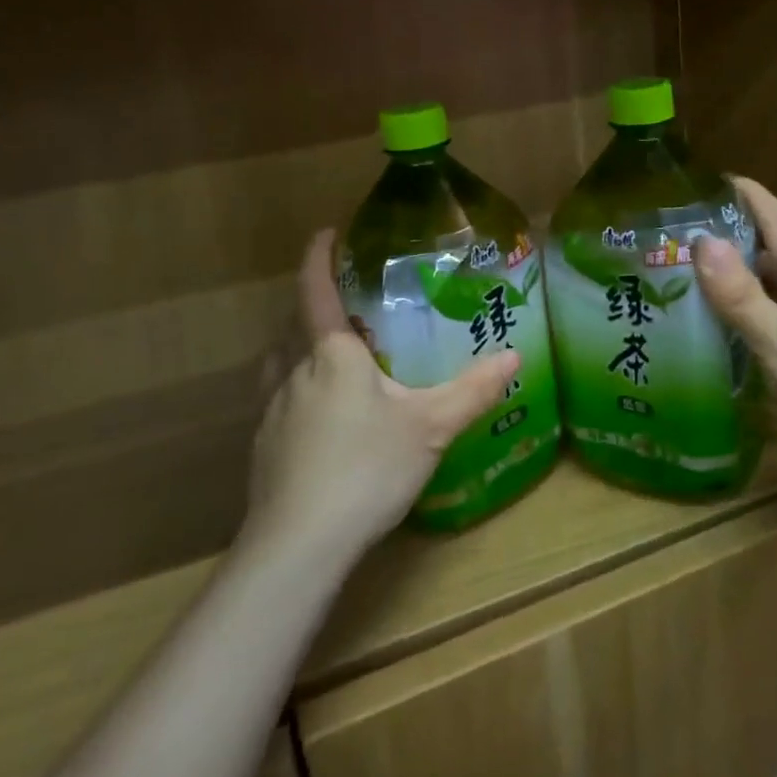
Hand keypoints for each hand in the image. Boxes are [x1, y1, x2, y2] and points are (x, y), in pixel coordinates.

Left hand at [245, 230, 519, 560]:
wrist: (299, 543)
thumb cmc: (367, 468)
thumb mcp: (431, 427)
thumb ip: (473, 390)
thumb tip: (514, 357)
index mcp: (332, 355)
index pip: (316, 291)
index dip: (318, 258)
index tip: (325, 233)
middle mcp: (294, 372)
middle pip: (296, 327)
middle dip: (315, 309)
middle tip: (347, 310)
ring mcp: (272, 411)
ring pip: (281, 365)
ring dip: (299, 351)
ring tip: (329, 360)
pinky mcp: (262, 447)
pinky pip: (277, 402)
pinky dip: (296, 394)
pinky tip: (319, 423)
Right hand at [694, 178, 776, 481]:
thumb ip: (742, 297)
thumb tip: (701, 240)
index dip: (748, 194)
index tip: (712, 177)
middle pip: (772, 254)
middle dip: (731, 239)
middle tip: (681, 240)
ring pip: (775, 291)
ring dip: (739, 281)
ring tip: (692, 284)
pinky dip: (752, 318)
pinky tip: (730, 336)